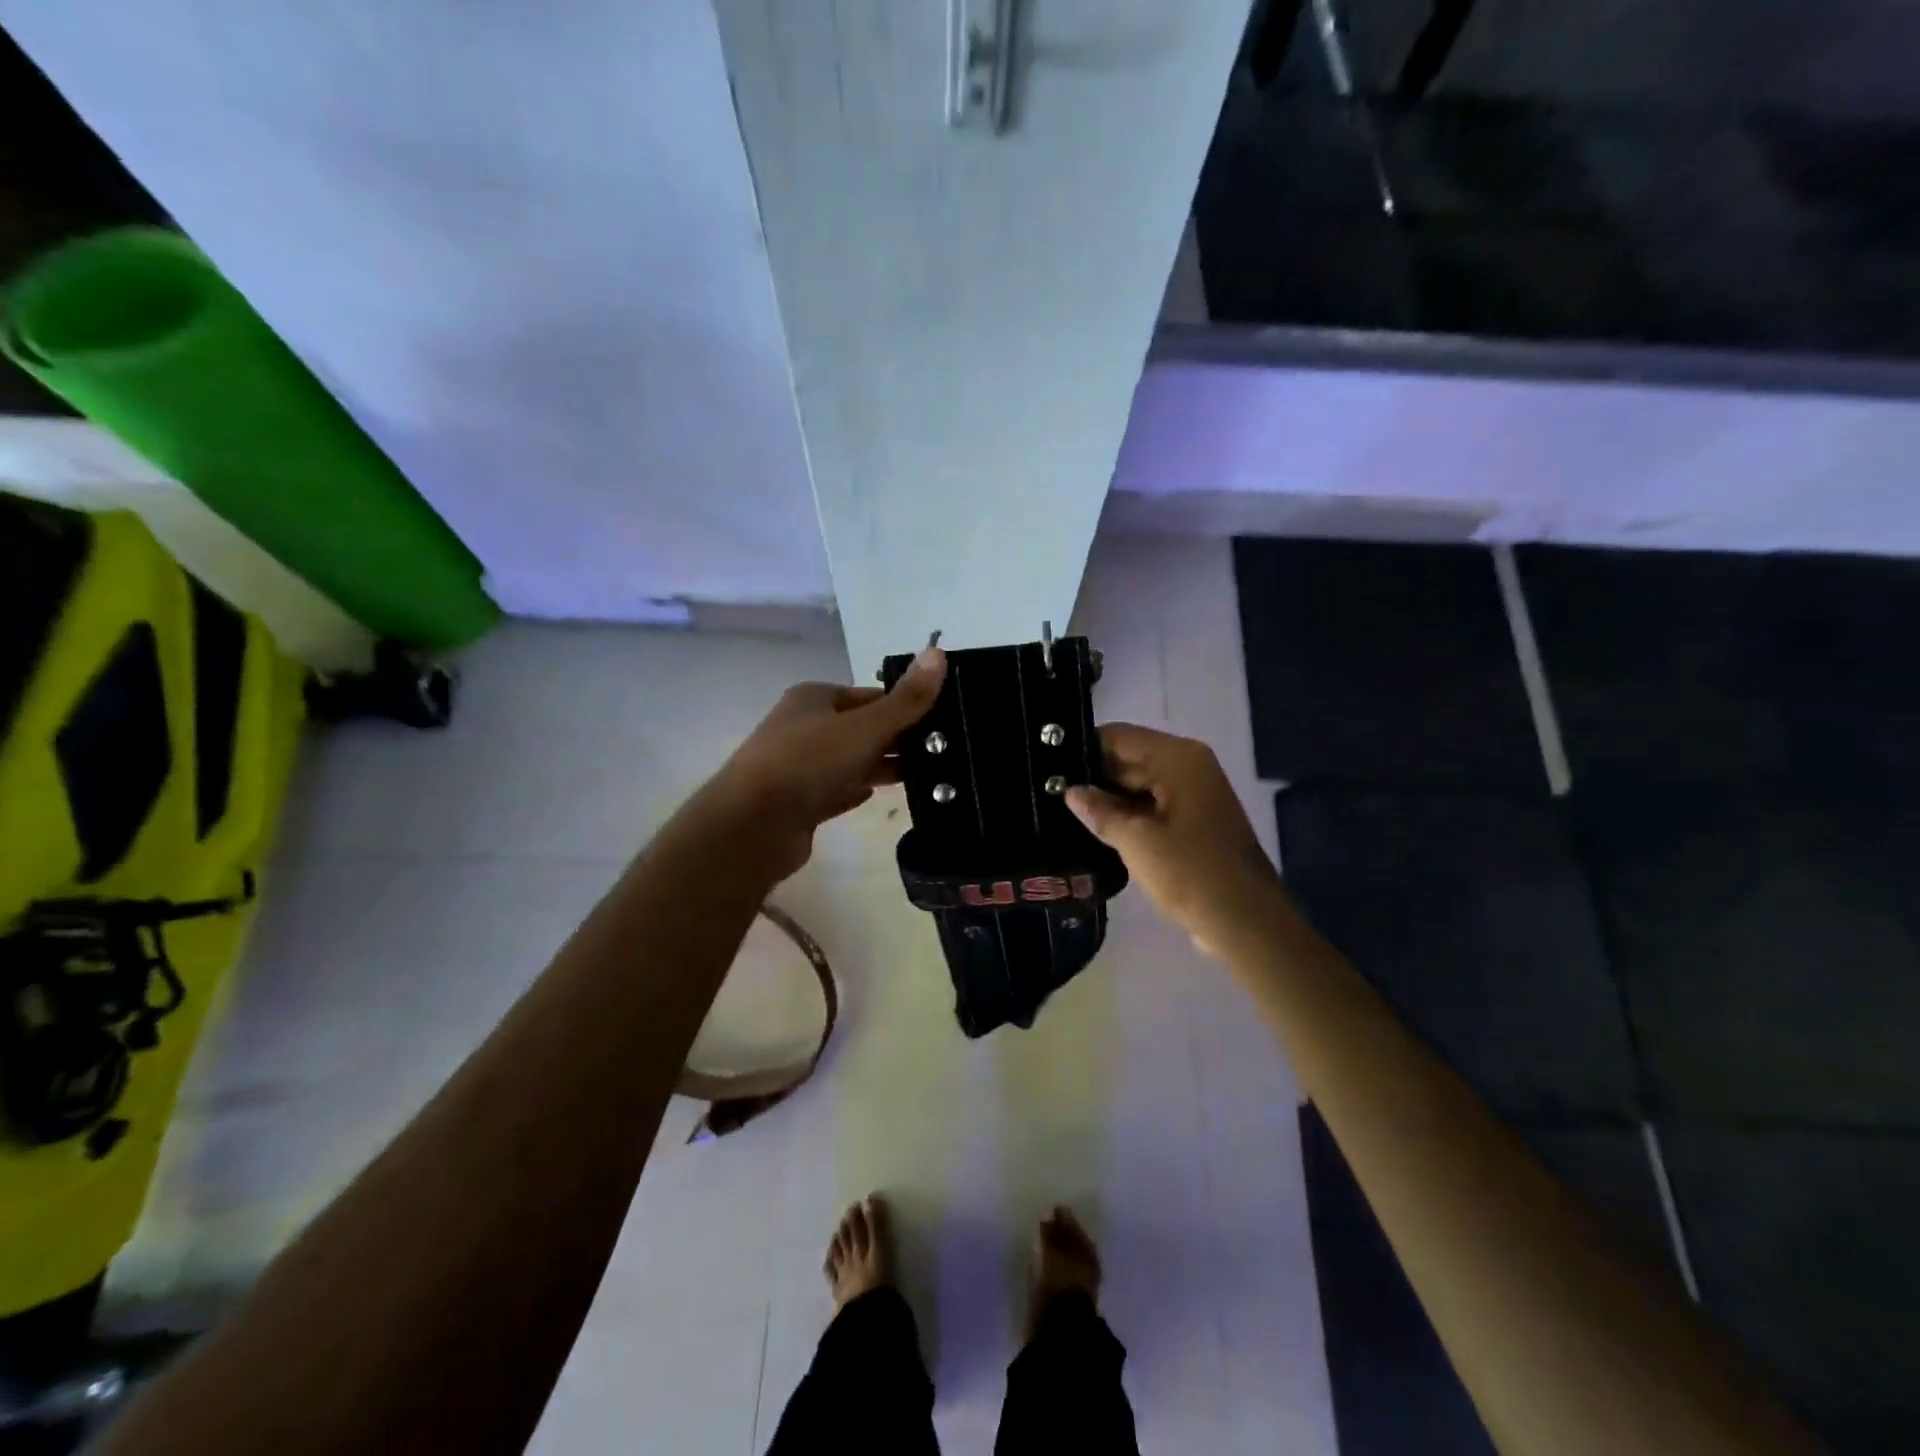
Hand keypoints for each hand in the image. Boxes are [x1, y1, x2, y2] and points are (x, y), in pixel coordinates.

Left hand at [707, 647, 946, 879]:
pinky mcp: (798, 802)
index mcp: (814, 698)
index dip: (904, 705)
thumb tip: (939, 653)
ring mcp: (798, 766)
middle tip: (941, 752)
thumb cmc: (807, 763)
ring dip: (880, 765)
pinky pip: (836, 790)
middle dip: (896, 738)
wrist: (752, 826)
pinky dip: (856, 790)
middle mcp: (803, 726)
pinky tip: (877, 794)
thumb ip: (905, 699)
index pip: (870, 695)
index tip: (942, 722)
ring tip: (924, 775)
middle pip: (861, 728)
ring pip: (849, 760)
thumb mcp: (864, 726)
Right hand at [1066, 723, 1282, 955]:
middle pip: (1128, 758)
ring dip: (1107, 799)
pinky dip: (1127, 815)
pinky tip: (1095, 830)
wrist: (1246, 923)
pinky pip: (1151, 806)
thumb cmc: (1191, 873)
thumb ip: (1100, 811)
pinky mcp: (1192, 821)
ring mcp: (1193, 794)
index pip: (1119, 736)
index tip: (1047, 768)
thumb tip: (1071, 791)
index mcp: (1178, 758)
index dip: (1083, 750)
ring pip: (1137, 784)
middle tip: (1047, 793)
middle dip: (1093, 776)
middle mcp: (1188, 766)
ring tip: (1062, 812)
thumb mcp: (1137, 841)